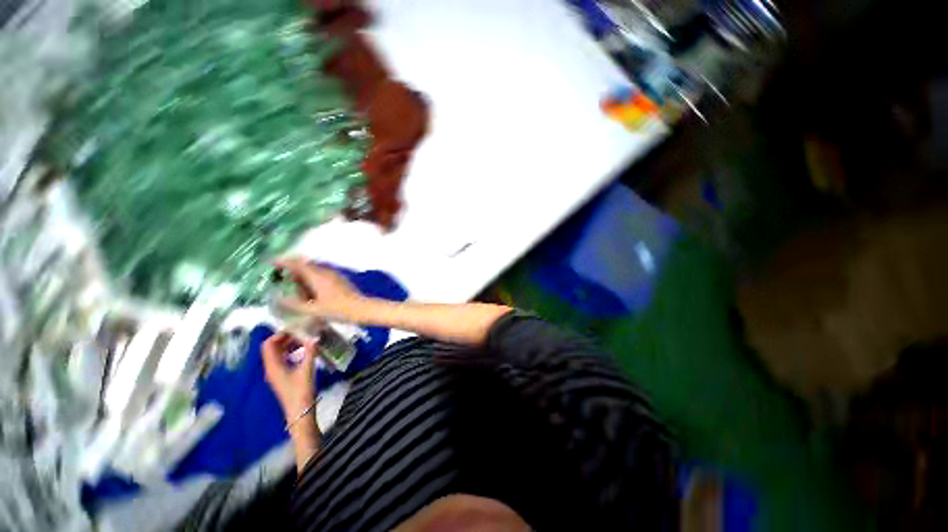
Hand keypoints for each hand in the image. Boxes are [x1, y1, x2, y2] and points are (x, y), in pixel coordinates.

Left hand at [262, 331, 316, 417]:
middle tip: (303, 331)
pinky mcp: (283, 376)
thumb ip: (310, 352)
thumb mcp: (307, 370)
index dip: (279, 334)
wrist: (300, 412)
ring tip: (306, 339)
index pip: (269, 344)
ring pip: (279, 353)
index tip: (295, 328)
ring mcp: (277, 372)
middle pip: (273, 348)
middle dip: (286, 337)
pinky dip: (292, 351)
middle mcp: (271, 367)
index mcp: (273, 366)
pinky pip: (284, 359)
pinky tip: (305, 350)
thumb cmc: (301, 391)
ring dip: (290, 344)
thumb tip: (315, 337)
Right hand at [274, 257, 364, 321]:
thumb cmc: (338, 310)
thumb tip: (276, 298)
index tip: (271, 263)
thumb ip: (293, 304)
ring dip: (303, 274)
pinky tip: (310, 291)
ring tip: (294, 287)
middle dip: (292, 268)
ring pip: (314, 269)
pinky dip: (312, 278)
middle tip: (280, 277)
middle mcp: (326, 271)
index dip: (283, 261)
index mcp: (318, 276)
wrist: (362, 308)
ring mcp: (334, 274)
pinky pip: (322, 274)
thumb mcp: (313, 310)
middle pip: (305, 264)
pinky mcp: (340, 279)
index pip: (298, 263)